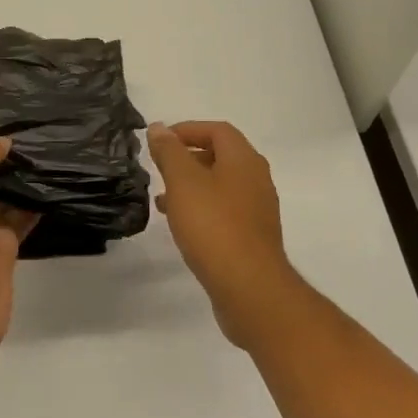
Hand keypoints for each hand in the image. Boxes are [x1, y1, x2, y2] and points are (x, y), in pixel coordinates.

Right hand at [148, 121, 296, 347]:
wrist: (250, 288)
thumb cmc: (214, 226)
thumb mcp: (183, 182)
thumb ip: (169, 152)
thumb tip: (159, 128)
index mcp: (244, 160)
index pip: (217, 130)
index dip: (187, 129)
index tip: (160, 141)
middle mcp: (256, 179)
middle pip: (221, 156)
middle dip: (188, 157)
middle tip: (160, 168)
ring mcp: (257, 210)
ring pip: (220, 185)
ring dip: (192, 185)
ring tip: (162, 198)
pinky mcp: (253, 237)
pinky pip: (224, 211)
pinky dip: (201, 208)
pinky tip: (181, 225)